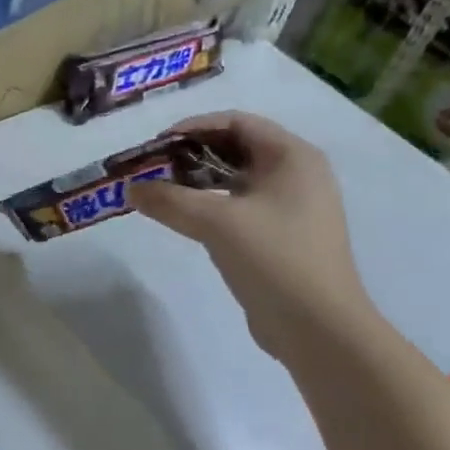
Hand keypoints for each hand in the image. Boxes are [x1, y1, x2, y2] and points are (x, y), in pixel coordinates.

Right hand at [129, 113, 376, 362]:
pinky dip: (213, 206)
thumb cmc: (274, 259)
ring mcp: (294, 208)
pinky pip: (242, 208)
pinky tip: (187, 220)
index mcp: (293, 156)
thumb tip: (131, 188)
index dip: (194, 127)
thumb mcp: (216, 223)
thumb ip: (169, 200)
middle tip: (154, 169)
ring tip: (163, 193)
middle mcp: (298, 174)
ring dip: (200, 182)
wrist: (317, 327)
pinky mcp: (284, 237)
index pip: (238, 122)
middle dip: (193, 155)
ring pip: (238, 181)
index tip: (157, 145)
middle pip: (238, 148)